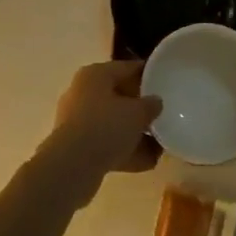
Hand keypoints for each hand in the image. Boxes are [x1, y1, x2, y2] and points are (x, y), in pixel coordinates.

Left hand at [42, 60, 161, 203]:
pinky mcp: (76, 146)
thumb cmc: (106, 127)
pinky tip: (148, 161)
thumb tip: (155, 102)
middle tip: (162, 114)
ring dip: (134, 132)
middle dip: (140, 107)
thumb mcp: (137, 113)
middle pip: (118, 95)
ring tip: (159, 143)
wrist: (72, 167)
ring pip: (112, 122)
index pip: (126, 67)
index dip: (147, 74)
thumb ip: (150, 105)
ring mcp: (78, 120)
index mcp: (95, 74)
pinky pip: (106, 143)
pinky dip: (124, 150)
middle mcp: (83, 92)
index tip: (164, 82)